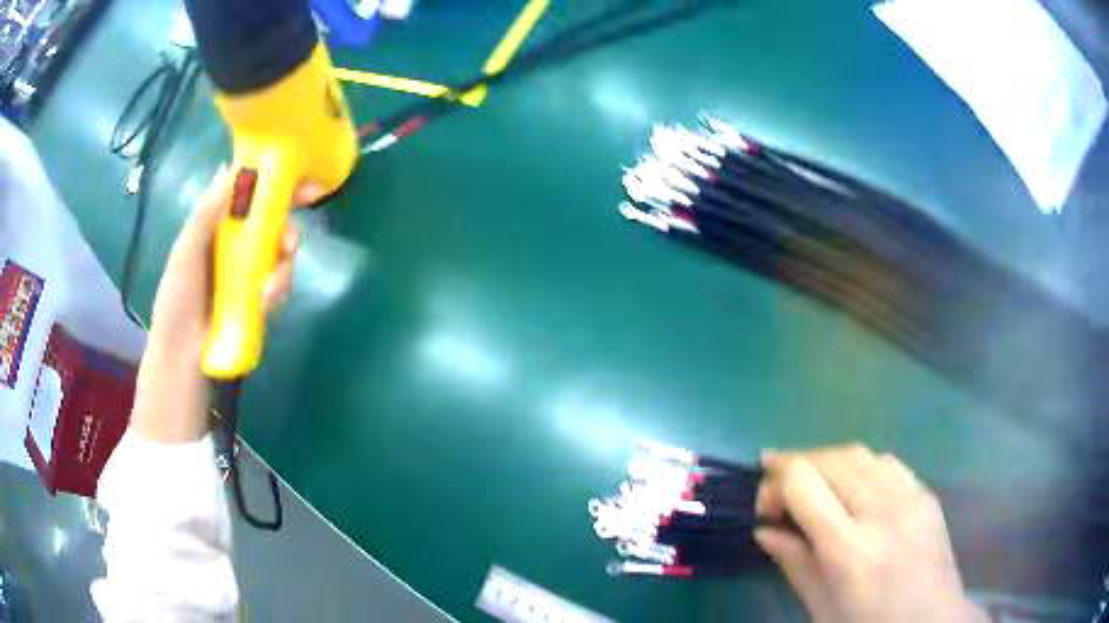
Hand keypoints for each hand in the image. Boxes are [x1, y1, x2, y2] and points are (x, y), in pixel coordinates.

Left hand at [132, 167, 317, 443]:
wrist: (183, 354)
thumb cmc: (177, 299)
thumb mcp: (185, 251)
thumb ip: (204, 214)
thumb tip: (228, 169)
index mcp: (219, 225)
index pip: (250, 195)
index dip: (274, 183)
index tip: (297, 180)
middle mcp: (238, 243)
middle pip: (274, 222)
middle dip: (288, 226)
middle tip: (291, 239)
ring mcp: (251, 271)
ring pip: (282, 252)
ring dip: (284, 264)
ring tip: (271, 284)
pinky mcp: (260, 297)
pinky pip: (280, 283)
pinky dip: (278, 288)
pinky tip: (265, 301)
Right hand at [754, 445, 987, 622]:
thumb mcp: (821, 607)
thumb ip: (793, 563)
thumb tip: (763, 530)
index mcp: (850, 549)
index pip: (804, 483)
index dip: (775, 483)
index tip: (765, 507)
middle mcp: (882, 511)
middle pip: (830, 458)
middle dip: (796, 465)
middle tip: (779, 491)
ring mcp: (910, 497)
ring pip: (859, 452)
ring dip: (827, 462)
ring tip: (814, 485)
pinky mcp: (926, 493)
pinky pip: (886, 462)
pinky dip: (860, 466)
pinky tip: (854, 488)